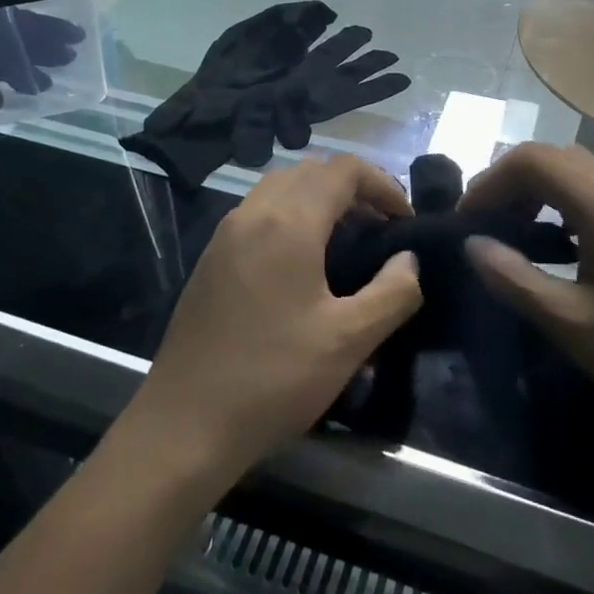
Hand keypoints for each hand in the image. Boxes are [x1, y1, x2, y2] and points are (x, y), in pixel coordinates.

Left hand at [128, 155, 422, 486]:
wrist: (184, 423)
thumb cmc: (273, 379)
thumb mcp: (348, 341)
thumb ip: (392, 293)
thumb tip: (409, 259)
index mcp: (289, 221)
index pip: (344, 169)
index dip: (383, 184)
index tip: (406, 220)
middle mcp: (254, 212)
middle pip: (312, 170)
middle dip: (354, 187)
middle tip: (381, 226)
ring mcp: (227, 232)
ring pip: (282, 186)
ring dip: (320, 197)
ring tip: (347, 238)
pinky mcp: (212, 255)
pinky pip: (259, 210)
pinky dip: (291, 213)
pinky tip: (303, 261)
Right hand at [461, 144, 593, 432]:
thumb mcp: (573, 325)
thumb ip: (514, 279)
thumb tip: (472, 246)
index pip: (531, 159)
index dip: (490, 182)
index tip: (466, 221)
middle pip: (552, 156)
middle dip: (509, 183)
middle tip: (484, 227)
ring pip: (577, 167)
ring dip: (538, 189)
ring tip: (515, 233)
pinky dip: (565, 199)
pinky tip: (561, 242)